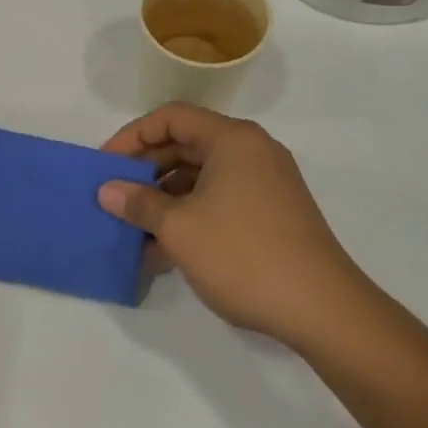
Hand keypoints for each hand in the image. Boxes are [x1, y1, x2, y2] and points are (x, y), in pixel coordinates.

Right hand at [97, 103, 367, 344]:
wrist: (323, 310)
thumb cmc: (243, 255)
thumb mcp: (179, 228)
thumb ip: (138, 203)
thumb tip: (107, 191)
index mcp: (232, 140)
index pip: (171, 117)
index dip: (132, 136)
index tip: (105, 166)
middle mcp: (252, 151)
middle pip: (186, 144)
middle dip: (146, 170)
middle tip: (114, 195)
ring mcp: (266, 183)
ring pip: (202, 176)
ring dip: (164, 198)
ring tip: (134, 229)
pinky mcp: (273, 213)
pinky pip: (220, 199)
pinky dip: (190, 215)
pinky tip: (164, 250)